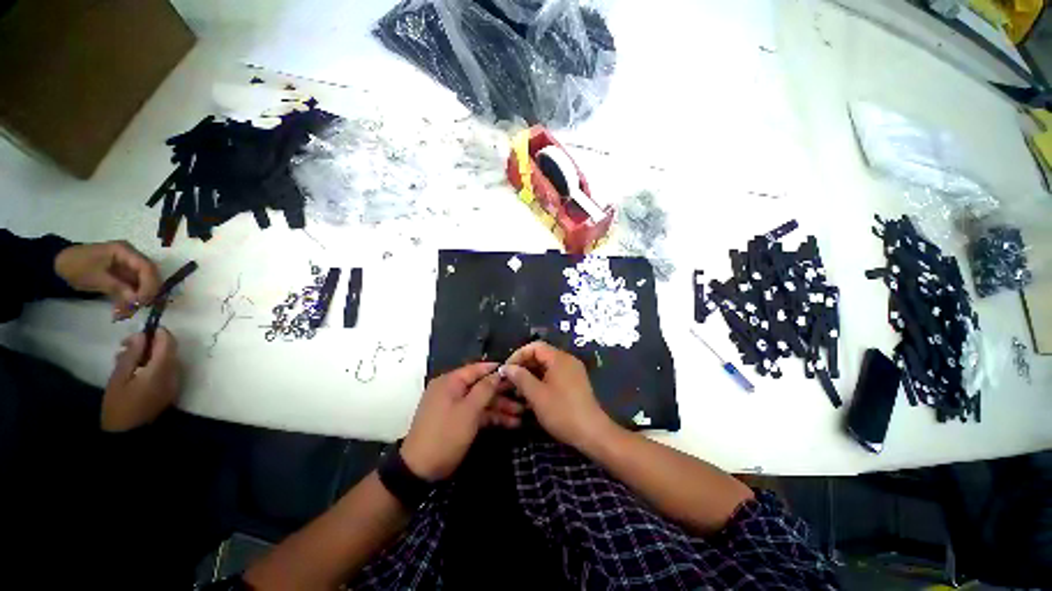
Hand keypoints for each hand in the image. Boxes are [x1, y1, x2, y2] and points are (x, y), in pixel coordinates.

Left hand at [55, 241, 160, 319]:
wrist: (59, 264)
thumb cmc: (76, 267)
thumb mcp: (95, 278)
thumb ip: (118, 287)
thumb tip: (137, 301)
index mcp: (125, 251)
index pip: (147, 268)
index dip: (149, 285)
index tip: (142, 301)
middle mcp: (131, 256)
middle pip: (150, 275)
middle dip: (147, 292)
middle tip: (139, 308)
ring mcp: (128, 265)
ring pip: (144, 283)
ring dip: (139, 298)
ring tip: (127, 311)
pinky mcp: (124, 274)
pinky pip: (134, 287)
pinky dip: (131, 298)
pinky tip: (123, 309)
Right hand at [102, 328, 181, 431]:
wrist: (128, 436)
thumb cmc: (118, 406)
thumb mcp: (119, 378)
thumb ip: (132, 355)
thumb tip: (142, 335)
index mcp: (161, 370)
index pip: (168, 343)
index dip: (157, 333)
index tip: (139, 331)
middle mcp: (173, 374)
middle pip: (169, 350)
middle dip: (151, 343)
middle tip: (126, 346)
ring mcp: (174, 383)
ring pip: (167, 359)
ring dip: (150, 354)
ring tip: (124, 357)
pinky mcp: (169, 390)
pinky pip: (165, 370)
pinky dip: (152, 365)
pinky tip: (132, 369)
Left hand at [401, 363, 511, 480]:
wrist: (420, 471)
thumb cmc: (445, 435)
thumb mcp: (468, 411)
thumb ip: (485, 389)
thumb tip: (498, 372)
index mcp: (450, 382)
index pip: (477, 369)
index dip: (497, 370)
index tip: (517, 371)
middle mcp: (452, 390)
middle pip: (481, 386)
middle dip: (502, 392)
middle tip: (523, 395)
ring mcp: (455, 406)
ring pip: (482, 401)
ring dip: (501, 407)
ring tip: (522, 413)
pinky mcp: (458, 421)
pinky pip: (477, 413)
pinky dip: (492, 417)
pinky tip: (511, 423)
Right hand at [501, 342, 615, 449]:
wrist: (592, 433)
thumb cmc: (562, 412)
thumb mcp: (536, 395)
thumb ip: (520, 378)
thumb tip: (506, 367)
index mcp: (559, 358)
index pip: (535, 346)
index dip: (518, 355)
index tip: (506, 369)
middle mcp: (567, 360)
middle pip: (541, 355)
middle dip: (524, 366)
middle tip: (510, 381)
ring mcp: (573, 372)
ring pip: (546, 367)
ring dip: (531, 375)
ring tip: (518, 390)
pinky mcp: (575, 383)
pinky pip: (554, 375)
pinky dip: (541, 381)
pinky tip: (532, 395)